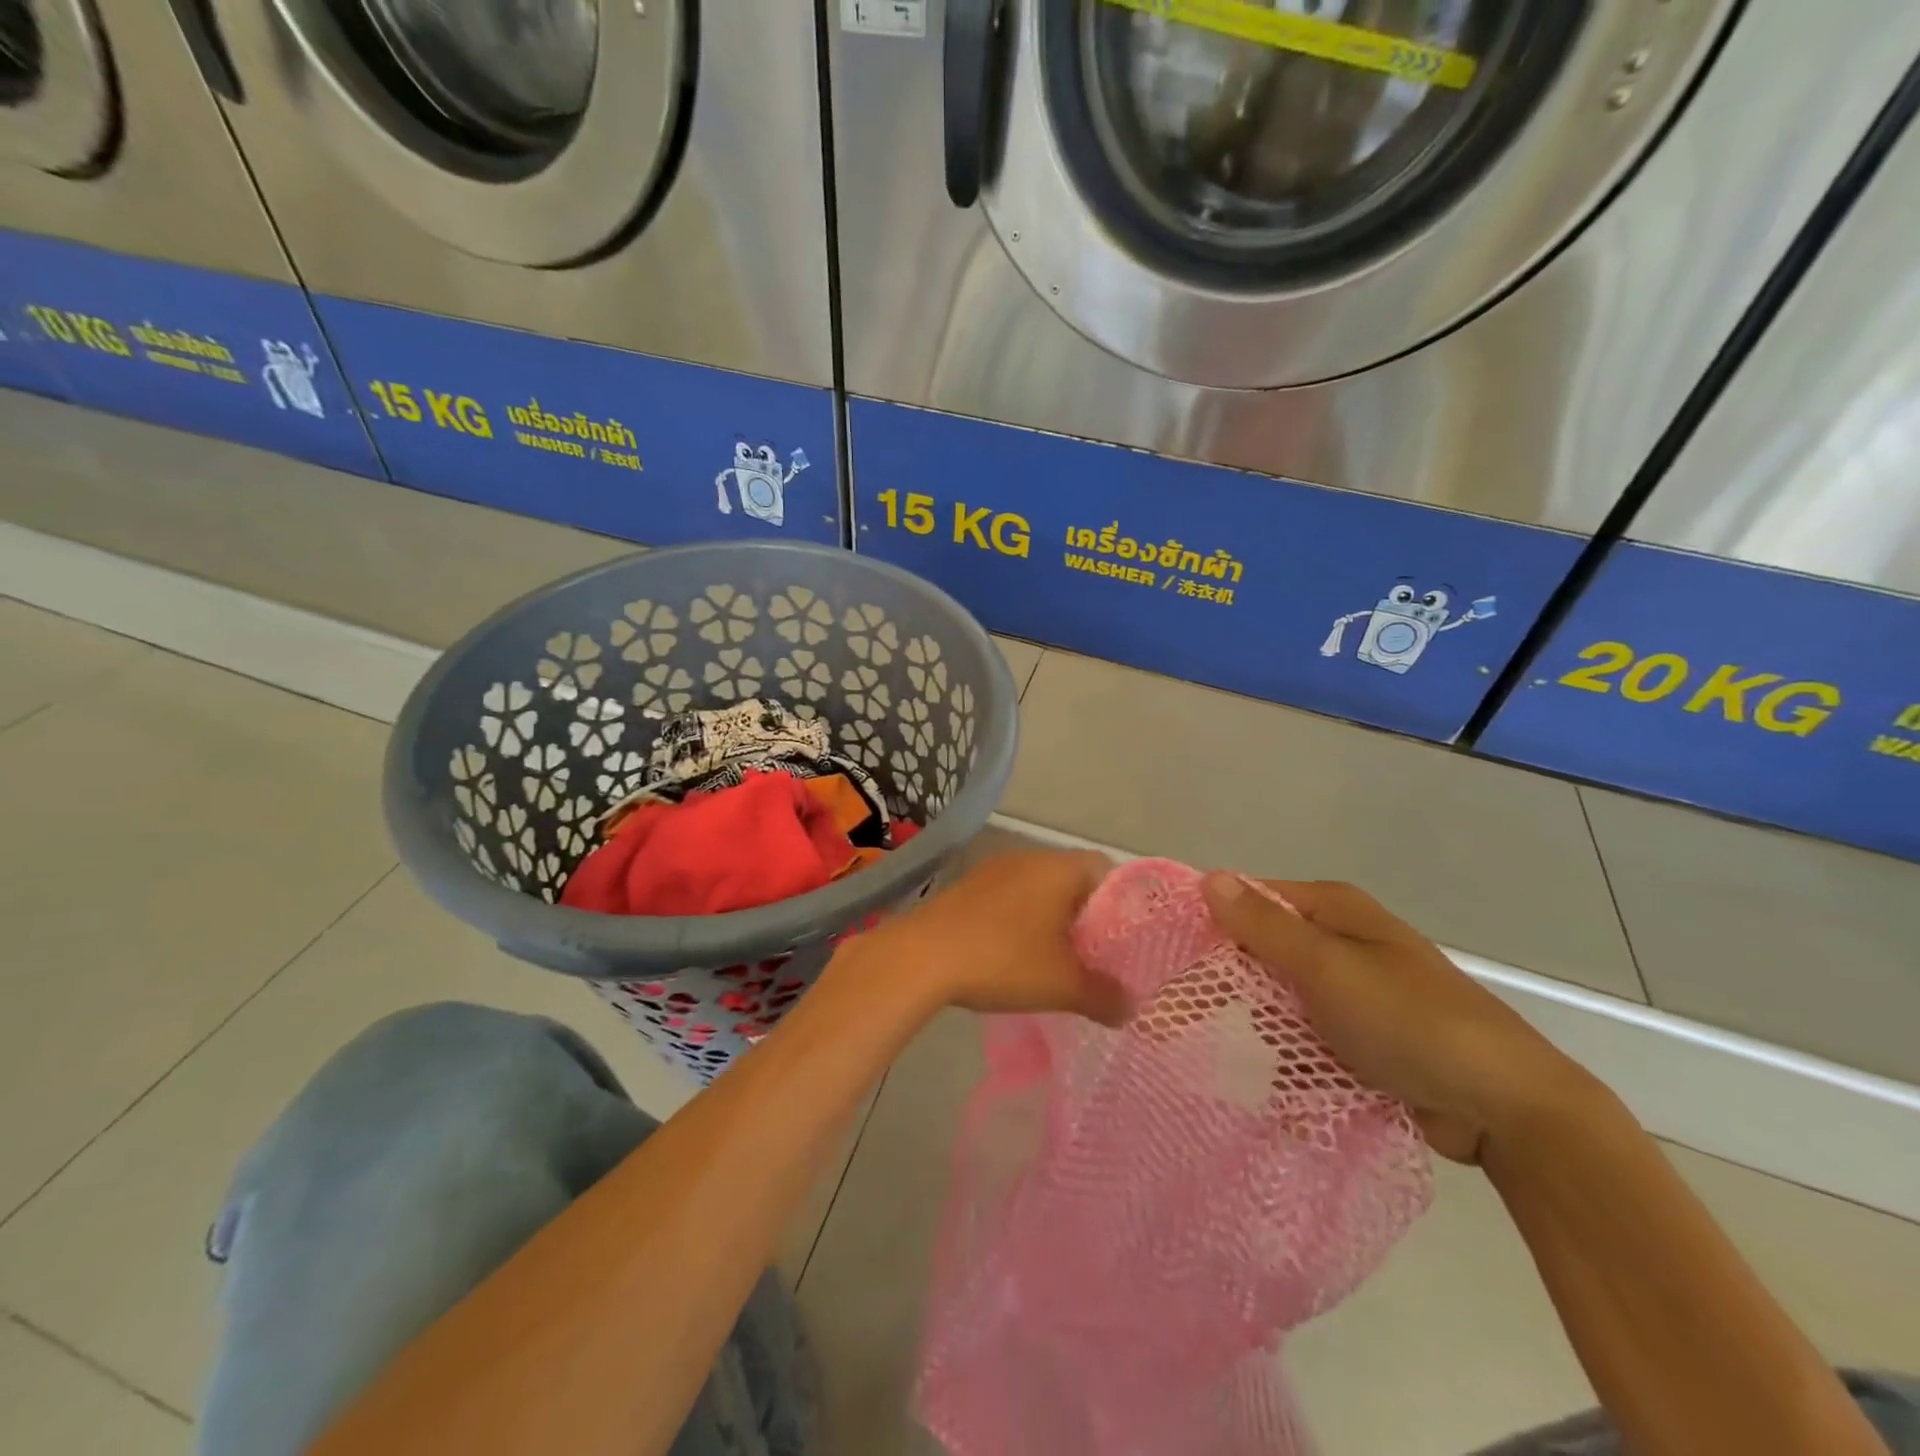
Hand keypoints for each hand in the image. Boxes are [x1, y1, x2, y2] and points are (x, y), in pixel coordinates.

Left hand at [844, 849, 1130, 1026]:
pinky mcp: (967, 886)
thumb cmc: (1004, 960)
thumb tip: (1130, 1008)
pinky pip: (1008, 896)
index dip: (1122, 904)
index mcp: (1060, 868)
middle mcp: (1029, 857)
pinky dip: (1020, 920)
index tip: (1125, 939)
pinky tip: (1014, 954)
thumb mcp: (1063, 986)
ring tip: (1056, 959)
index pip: (1107, 870)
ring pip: (1038, 888)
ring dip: (1050, 918)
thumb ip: (1104, 996)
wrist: (922, 956)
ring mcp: (994, 869)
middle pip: (1072, 879)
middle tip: (1095, 955)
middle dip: (1085, 916)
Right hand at [1201, 874, 1591, 1162]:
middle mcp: (1341, 943)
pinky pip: (1309, 1041)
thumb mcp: (1328, 969)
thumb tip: (1210, 877)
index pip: (1250, 901)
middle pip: (1261, 954)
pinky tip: (1280, 1094)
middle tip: (1184, 1023)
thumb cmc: (1409, 1021)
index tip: (1170, 961)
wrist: (1507, 1108)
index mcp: (1333, 911)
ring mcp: (1353, 993)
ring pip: (1281, 1002)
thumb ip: (1264, 927)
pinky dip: (1294, 1064)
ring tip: (1235, 1066)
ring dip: (1262, 1034)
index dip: (1210, 925)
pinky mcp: (1364, 1039)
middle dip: (1230, 988)